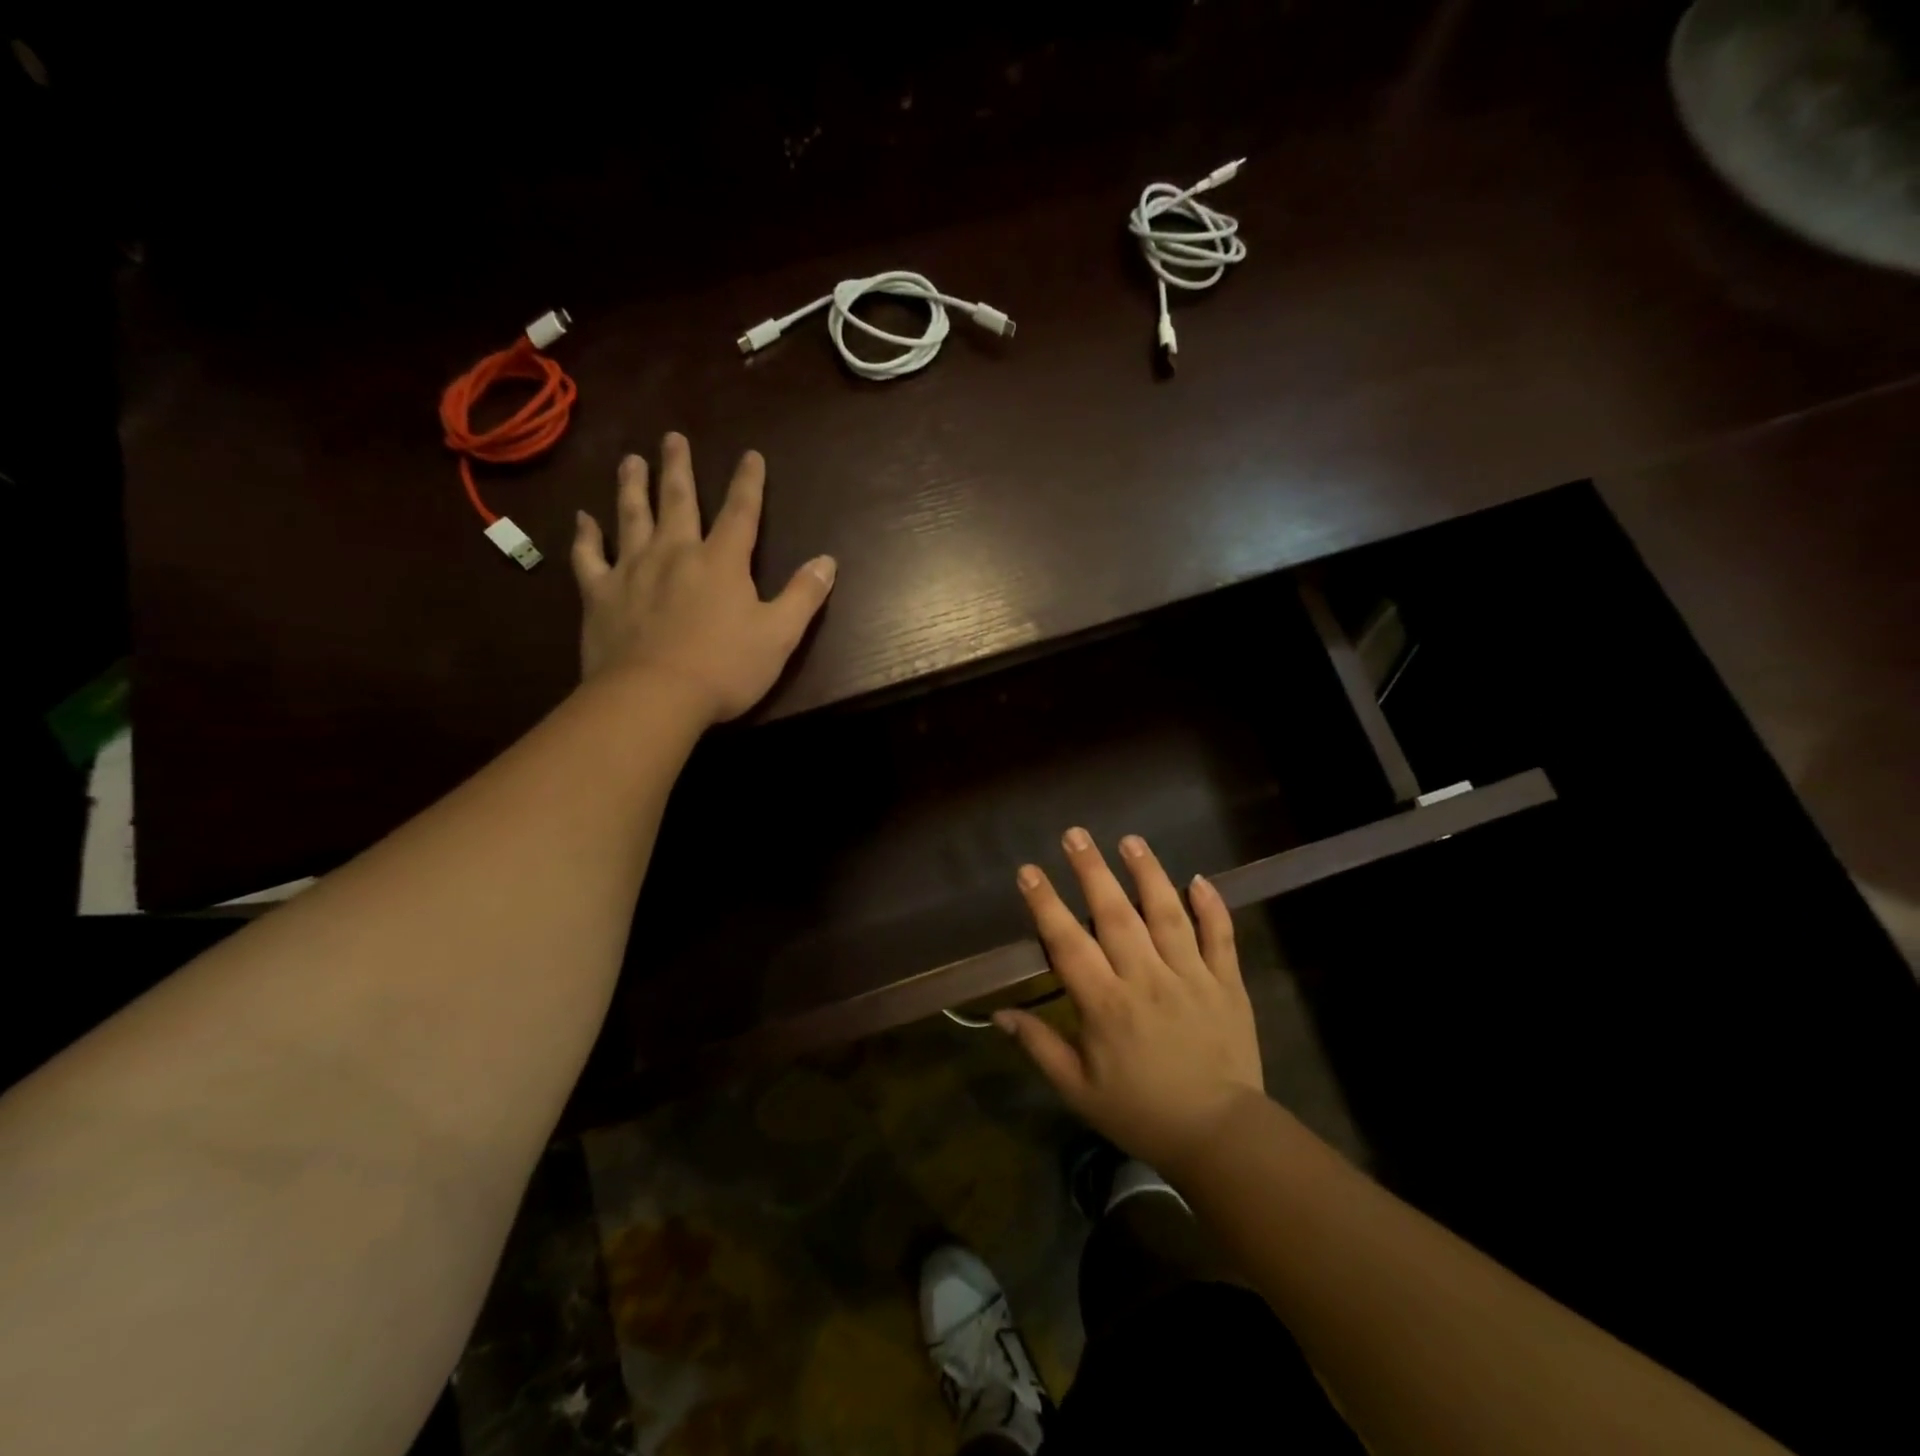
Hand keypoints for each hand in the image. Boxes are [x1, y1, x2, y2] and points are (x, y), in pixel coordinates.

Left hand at [571, 433, 836, 722]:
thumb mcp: (779, 635)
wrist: (654, 697)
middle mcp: (675, 552)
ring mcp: (632, 570)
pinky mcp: (599, 594)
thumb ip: (803, 595)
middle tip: (673, 437)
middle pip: (677, 500)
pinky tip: (582, 519)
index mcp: (721, 561)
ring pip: (631, 516)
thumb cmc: (724, 668)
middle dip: (678, 467)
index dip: (748, 482)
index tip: (750, 455)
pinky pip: (588, 556)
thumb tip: (828, 561)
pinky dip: (585, 535)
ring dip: (632, 486)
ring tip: (630, 460)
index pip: (740, 512)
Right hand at [997, 829, 1264, 1174]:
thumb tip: (1000, 1015)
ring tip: (1131, 840)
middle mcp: (1146, 979)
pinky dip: (1211, 907)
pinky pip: (1220, 937)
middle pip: (1116, 915)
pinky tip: (1199, 879)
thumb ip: (1040, 1046)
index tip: (1029, 871)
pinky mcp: (1227, 983)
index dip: (1045, 904)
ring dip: (1148, 874)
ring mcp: (1191, 977)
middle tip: (1076, 834)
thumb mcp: (1078, 1089)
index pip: (1068, 943)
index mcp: (1106, 1004)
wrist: (1220, 1136)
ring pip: (1167, 914)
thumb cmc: (1141, 1113)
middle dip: (1092, 871)